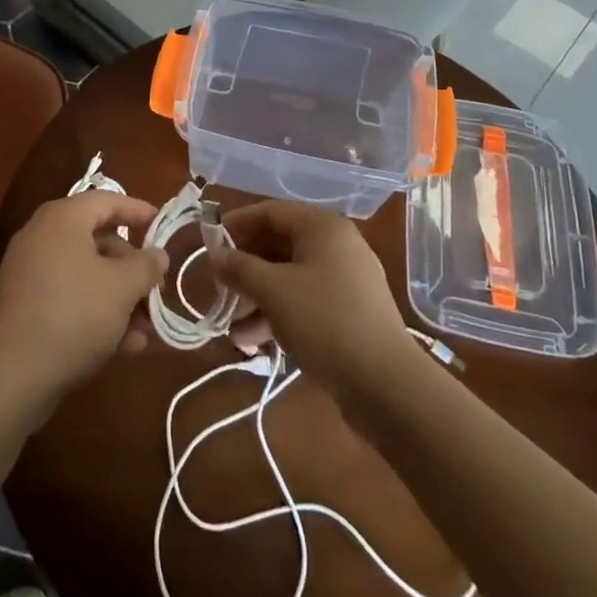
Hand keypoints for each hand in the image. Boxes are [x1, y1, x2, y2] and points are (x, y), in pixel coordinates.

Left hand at [0, 193, 167, 424]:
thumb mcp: (122, 288)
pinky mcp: (24, 306)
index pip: (106, 200)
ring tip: (146, 328)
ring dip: (119, 297)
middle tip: (155, 287)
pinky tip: (124, 345)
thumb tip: (157, 255)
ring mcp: (29, 272)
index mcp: (62, 219)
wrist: (13, 377)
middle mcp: (42, 236)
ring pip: (86, 274)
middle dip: (131, 267)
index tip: (162, 226)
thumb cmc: (75, 315)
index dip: (138, 211)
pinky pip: (69, 297)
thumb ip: (146, 266)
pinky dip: (96, 312)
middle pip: (98, 239)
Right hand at [208, 200, 415, 403]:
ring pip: (290, 277)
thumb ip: (239, 268)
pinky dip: (280, 314)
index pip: (271, 212)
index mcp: (323, 227)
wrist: (386, 384)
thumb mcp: (273, 291)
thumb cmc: (325, 321)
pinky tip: (254, 342)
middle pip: (280, 245)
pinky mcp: (350, 312)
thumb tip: (215, 255)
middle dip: (246, 269)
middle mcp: (337, 245)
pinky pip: (306, 300)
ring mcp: (346, 280)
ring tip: (232, 328)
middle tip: (220, 288)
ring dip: (258, 298)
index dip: (237, 225)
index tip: (209, 245)